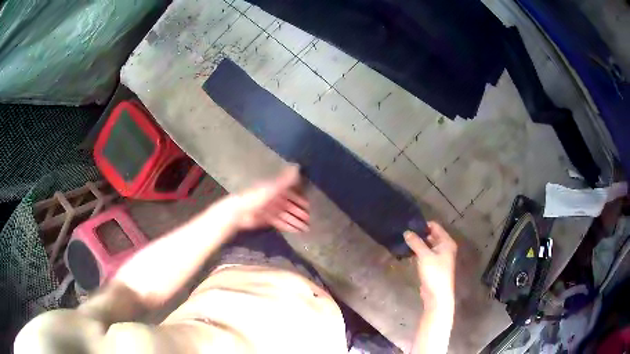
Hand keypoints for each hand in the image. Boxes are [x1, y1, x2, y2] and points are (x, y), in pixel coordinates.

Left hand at [233, 165, 309, 232]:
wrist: (240, 211)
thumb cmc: (257, 197)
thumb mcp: (273, 187)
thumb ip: (286, 179)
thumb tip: (297, 166)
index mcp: (275, 189)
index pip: (291, 194)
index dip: (300, 199)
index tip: (310, 205)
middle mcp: (274, 199)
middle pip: (289, 206)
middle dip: (299, 212)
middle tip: (311, 219)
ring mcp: (270, 210)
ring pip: (286, 216)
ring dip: (296, 221)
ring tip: (307, 228)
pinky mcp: (267, 220)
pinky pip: (280, 223)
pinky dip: (288, 226)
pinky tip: (297, 231)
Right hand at [404, 222, 456, 309]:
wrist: (437, 295)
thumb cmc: (434, 272)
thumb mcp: (424, 255)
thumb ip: (416, 242)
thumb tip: (406, 231)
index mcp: (446, 242)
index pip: (435, 226)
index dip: (423, 225)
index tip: (408, 225)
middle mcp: (444, 247)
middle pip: (431, 235)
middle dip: (418, 234)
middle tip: (403, 233)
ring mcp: (439, 257)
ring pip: (427, 245)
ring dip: (417, 244)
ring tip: (403, 241)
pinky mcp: (432, 265)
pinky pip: (425, 254)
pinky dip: (417, 252)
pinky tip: (407, 252)